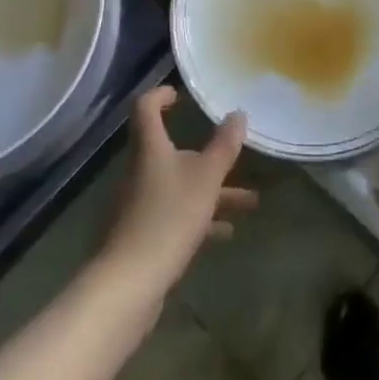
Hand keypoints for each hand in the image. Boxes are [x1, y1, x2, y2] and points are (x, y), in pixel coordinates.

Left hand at [98, 86, 257, 297]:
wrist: (128, 284)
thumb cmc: (168, 218)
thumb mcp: (206, 179)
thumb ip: (224, 147)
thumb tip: (237, 114)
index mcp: (150, 149)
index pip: (146, 108)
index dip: (161, 96)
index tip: (181, 95)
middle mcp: (140, 171)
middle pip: (171, 151)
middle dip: (206, 155)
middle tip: (233, 155)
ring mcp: (139, 205)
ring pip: (179, 186)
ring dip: (212, 191)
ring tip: (249, 202)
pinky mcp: (142, 235)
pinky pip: (175, 215)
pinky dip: (200, 218)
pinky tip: (225, 233)